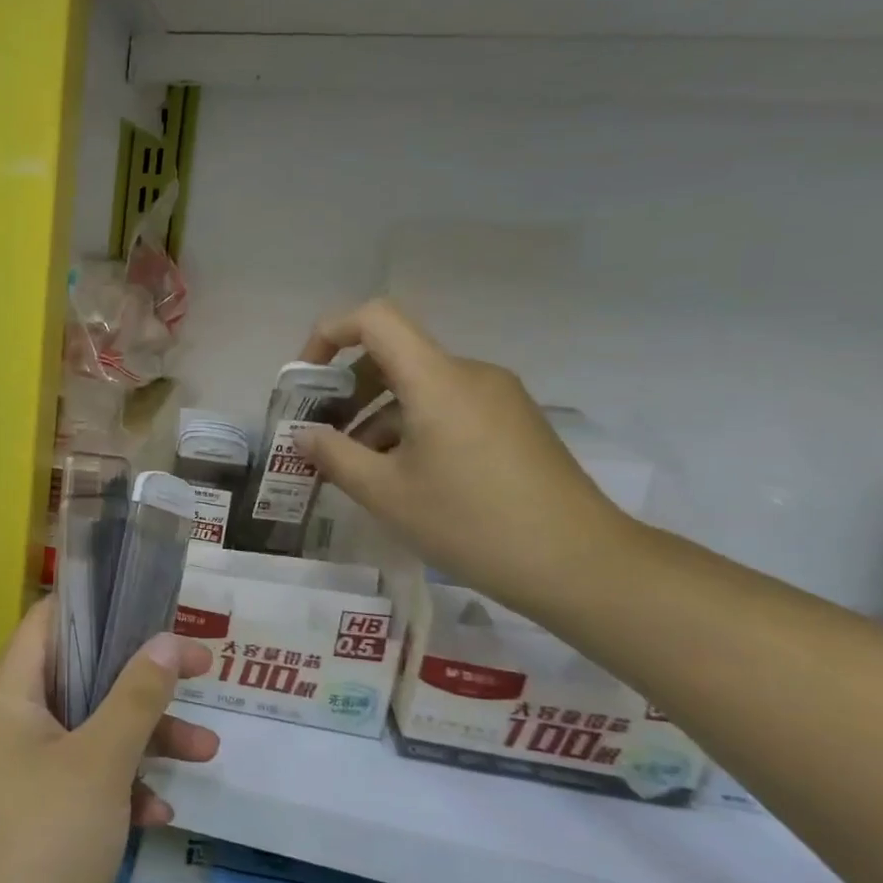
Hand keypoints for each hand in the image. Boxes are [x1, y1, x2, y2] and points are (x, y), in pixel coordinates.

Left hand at [0, 600, 214, 882]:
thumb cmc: (47, 841)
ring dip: (145, 739)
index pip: (47, 623)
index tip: (149, 604)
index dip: (96, 606)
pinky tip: (159, 812)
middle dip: (141, 679)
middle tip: (199, 669)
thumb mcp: (101, 761)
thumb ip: (136, 696)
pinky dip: (123, 788)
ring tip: (208, 749)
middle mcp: (12, 727)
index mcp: (10, 697)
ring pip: (92, 734)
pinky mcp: (39, 820)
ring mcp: (24, 776)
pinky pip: (87, 784)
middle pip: (80, 678)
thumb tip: (166, 639)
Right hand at [297, 299, 636, 619]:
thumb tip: (304, 436)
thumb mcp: (385, 493)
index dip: (330, 334)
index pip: (375, 319)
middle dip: (348, 390)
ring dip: (377, 416)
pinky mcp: (514, 423)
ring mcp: (498, 398)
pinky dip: (412, 428)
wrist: (578, 563)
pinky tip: (403, 478)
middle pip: (395, 356)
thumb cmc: (470, 523)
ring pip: (420, 388)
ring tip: (358, 469)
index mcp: (437, 379)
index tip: (306, 380)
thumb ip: (333, 456)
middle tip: (321, 437)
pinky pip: (448, 408)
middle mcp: (470, 374)